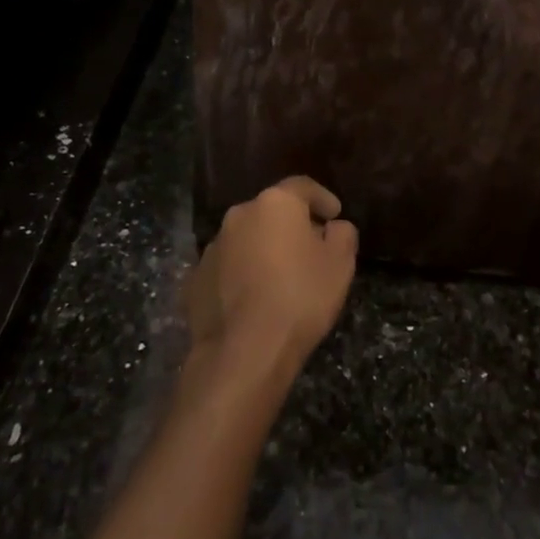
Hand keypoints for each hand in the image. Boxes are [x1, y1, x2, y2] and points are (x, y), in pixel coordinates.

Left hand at [184, 176, 358, 382]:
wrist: (244, 352)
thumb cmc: (300, 298)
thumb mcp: (340, 264)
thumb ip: (343, 234)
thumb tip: (333, 227)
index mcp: (275, 203)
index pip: (303, 187)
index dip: (322, 198)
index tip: (335, 215)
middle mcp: (240, 215)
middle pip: (272, 211)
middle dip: (292, 224)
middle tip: (311, 248)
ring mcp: (213, 247)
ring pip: (247, 238)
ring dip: (264, 249)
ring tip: (281, 277)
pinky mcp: (197, 278)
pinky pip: (228, 266)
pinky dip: (243, 273)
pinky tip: (255, 298)